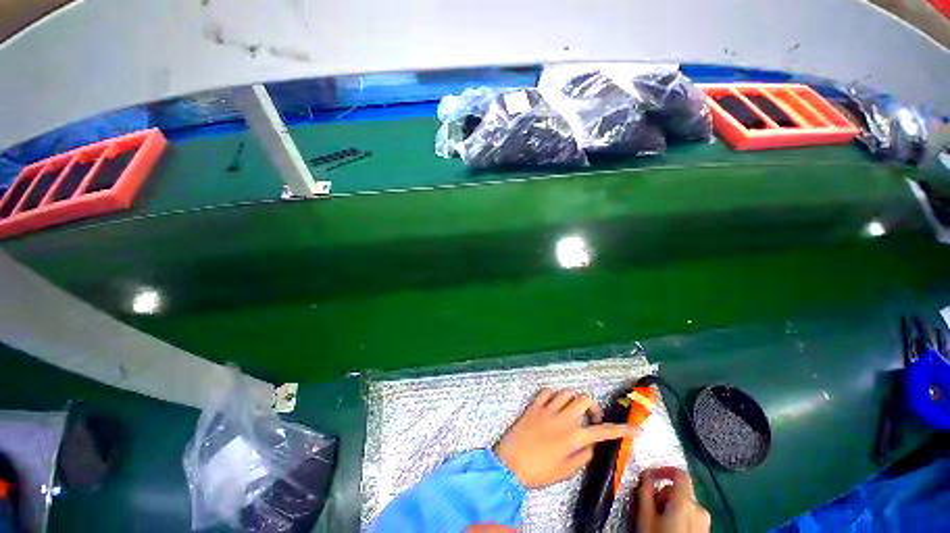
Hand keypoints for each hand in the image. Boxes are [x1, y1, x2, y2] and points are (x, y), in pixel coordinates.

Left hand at [493, 388, 634, 489]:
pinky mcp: (534, 404)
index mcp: (573, 437)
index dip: (622, 430)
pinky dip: (553, 395)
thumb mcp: (566, 471)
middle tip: (590, 419)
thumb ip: (583, 456)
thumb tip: (591, 444)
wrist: (510, 464)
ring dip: (573, 400)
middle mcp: (563, 418)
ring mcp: (547, 408)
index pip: (604, 431)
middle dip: (592, 407)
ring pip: (566, 392)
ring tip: (571, 411)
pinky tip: (552, 404)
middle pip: (584, 399)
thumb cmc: (539, 472)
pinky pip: (547, 391)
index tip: (637, 429)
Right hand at [634, 467, 709, 532]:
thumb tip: (645, 475)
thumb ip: (645, 491)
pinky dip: (679, 518)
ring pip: (684, 505)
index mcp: (685, 501)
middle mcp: (700, 508)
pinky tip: (669, 530)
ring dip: (670, 508)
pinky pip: (690, 517)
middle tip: (650, 509)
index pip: (679, 473)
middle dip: (662, 496)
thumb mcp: (646, 517)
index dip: (663, 469)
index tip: (649, 475)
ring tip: (659, 523)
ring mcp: (705, 522)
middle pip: (678, 491)